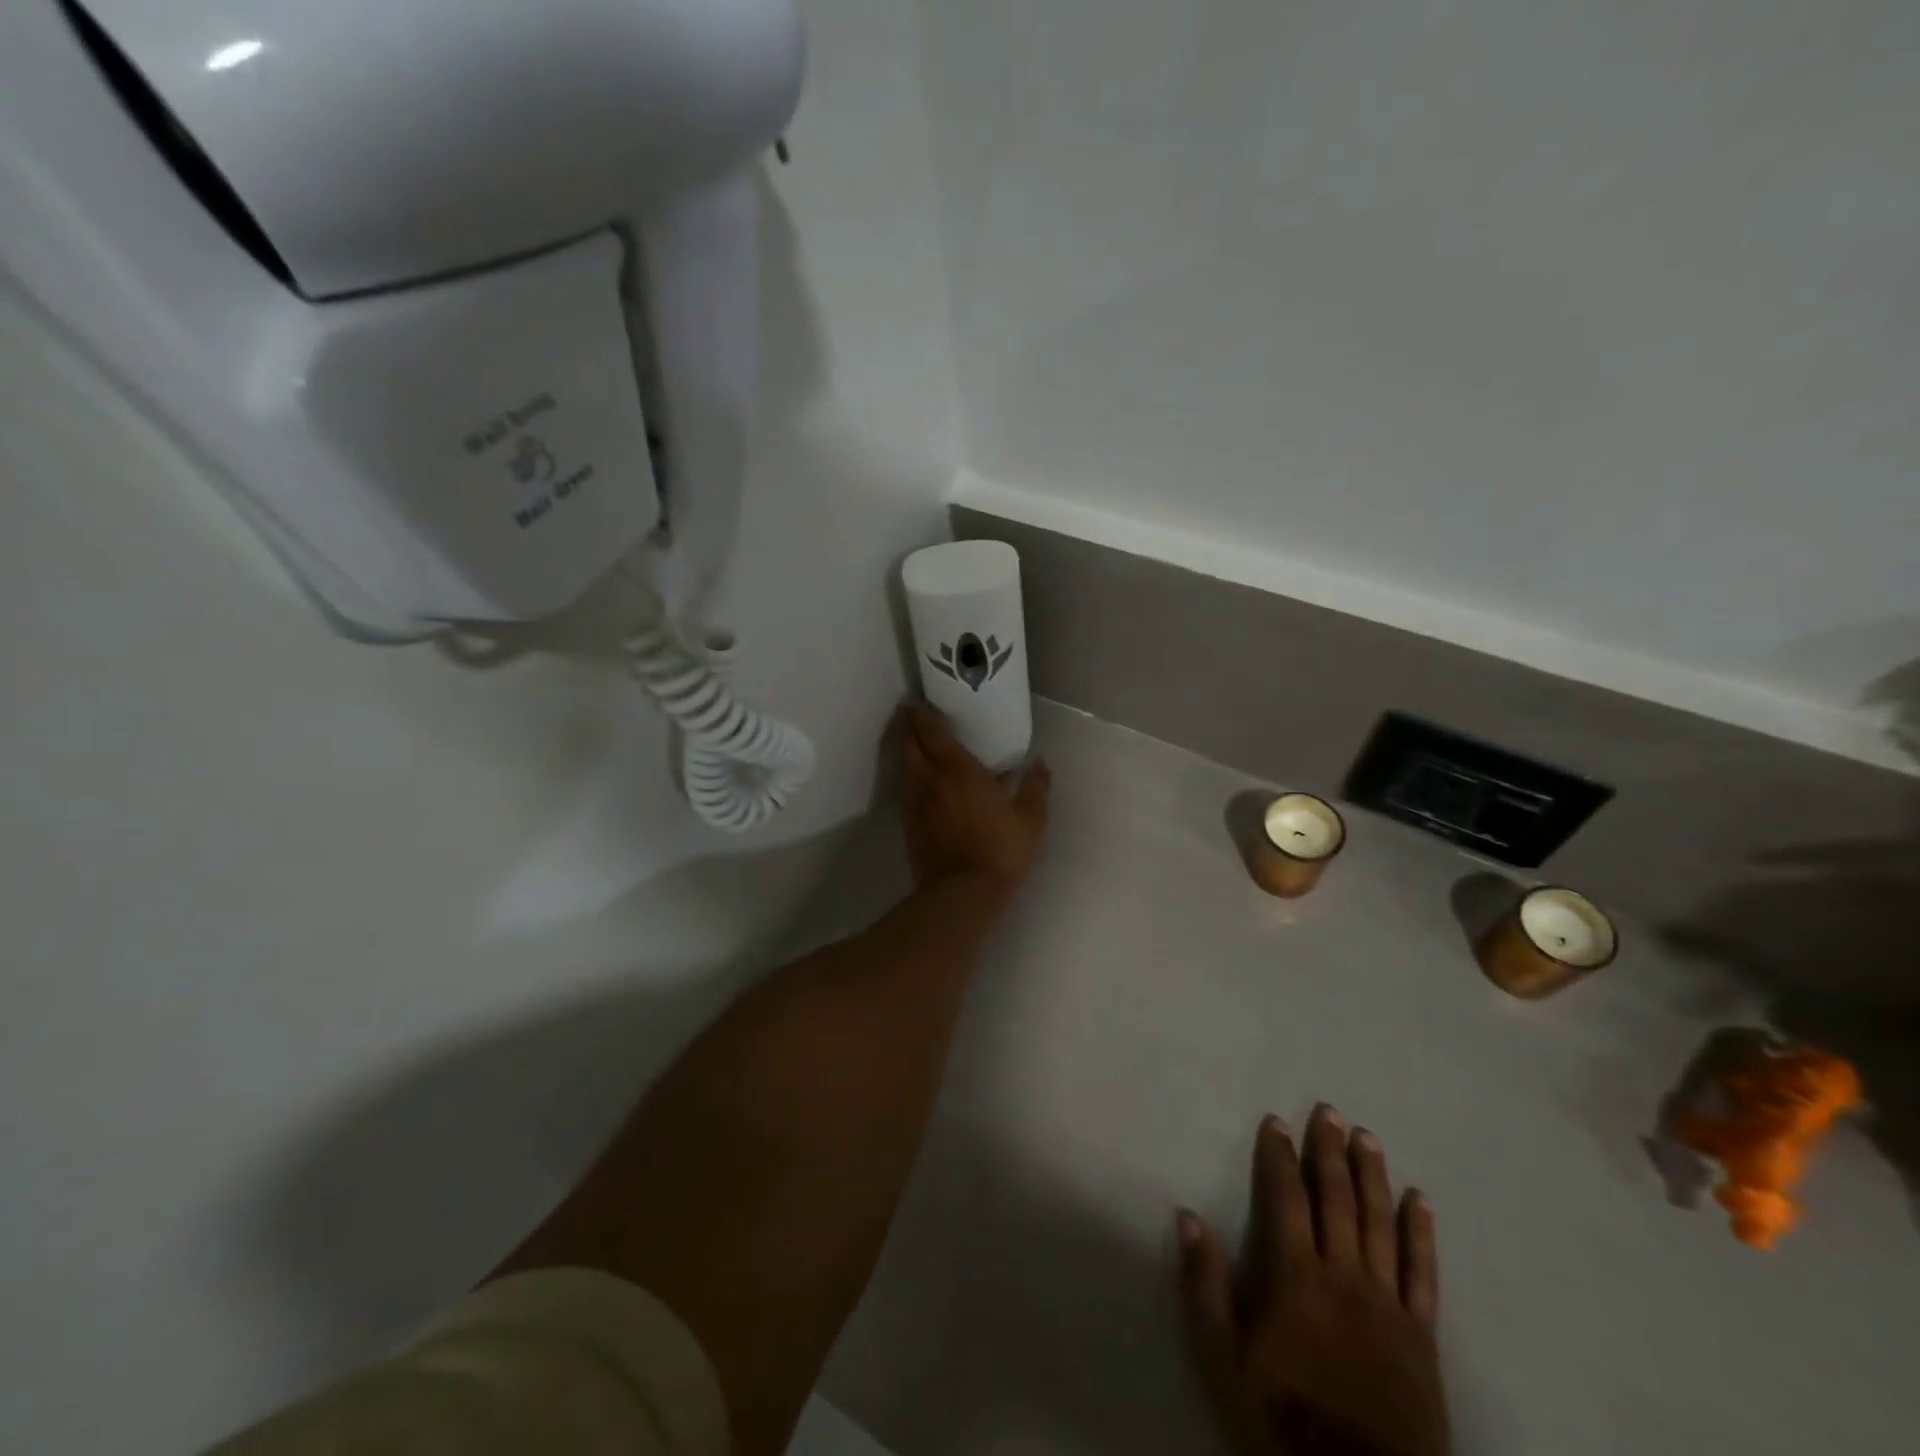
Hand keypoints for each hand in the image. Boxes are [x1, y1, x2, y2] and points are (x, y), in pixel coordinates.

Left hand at [897, 703, 1050, 891]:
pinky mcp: (909, 824)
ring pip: (903, 767)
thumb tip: (1040, 763)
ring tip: (906, 739)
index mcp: (959, 770)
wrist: (963, 892)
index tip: (914, 703)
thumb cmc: (1000, 850)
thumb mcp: (1030, 819)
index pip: (933, 734)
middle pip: (909, 745)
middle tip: (905, 714)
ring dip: (902, 749)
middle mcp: (931, 779)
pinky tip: (913, 778)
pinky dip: (905, 775)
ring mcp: (916, 803)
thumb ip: (1035, 787)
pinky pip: (903, 789)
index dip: (922, 716)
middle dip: (905, 727)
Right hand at [1177, 1107, 1447, 1455]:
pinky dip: (1421, 1233)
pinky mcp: (1422, 1335)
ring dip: (1373, 1175)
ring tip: (1368, 1136)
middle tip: (1329, 1110)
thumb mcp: (1223, 1357)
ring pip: (1381, 1223)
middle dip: (1330, 1151)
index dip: (1280, 1156)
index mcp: (1295, 1276)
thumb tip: (1188, 1215)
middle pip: (1337, 1199)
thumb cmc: (1282, 1419)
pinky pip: (1424, 1273)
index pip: (1286, 1198)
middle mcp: (1344, 1275)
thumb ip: (1205, 1284)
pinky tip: (1420, 1201)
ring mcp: (1388, 1303)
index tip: (1277, 1121)